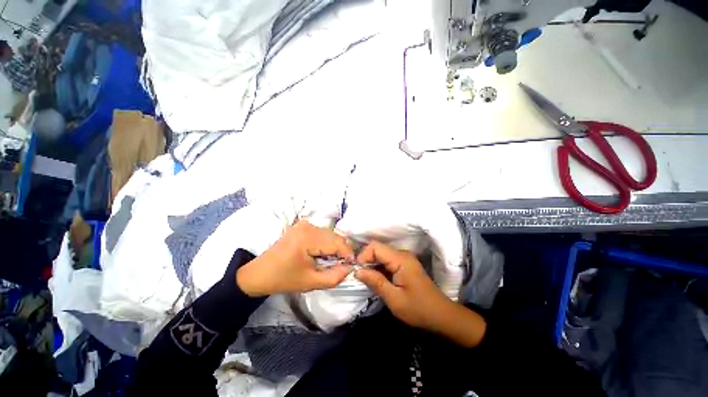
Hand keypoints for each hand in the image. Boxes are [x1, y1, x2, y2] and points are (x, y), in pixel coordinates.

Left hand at [236, 220, 353, 296]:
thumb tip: (350, 268)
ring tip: (330, 261)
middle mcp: (308, 226)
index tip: (351, 266)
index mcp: (308, 238)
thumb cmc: (284, 279)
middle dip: (342, 251)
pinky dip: (326, 242)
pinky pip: (322, 232)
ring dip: (334, 246)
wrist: (259, 273)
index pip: (337, 243)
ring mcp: (304, 224)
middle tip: (341, 266)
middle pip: (335, 236)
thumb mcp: (311, 282)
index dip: (348, 254)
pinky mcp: (302, 225)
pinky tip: (321, 253)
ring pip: (330, 233)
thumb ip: (334, 277)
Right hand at [353, 241, 450, 330]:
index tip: (357, 272)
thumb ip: (375, 282)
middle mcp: (402, 254)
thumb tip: (357, 271)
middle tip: (360, 277)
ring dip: (371, 265)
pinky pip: (387, 261)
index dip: (363, 256)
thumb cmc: (418, 309)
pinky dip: (379, 268)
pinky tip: (377, 280)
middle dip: (366, 261)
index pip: (375, 247)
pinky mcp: (404, 264)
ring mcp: (404, 258)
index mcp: (400, 259)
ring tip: (367, 280)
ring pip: (381, 255)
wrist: (441, 316)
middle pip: (377, 249)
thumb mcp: (394, 299)